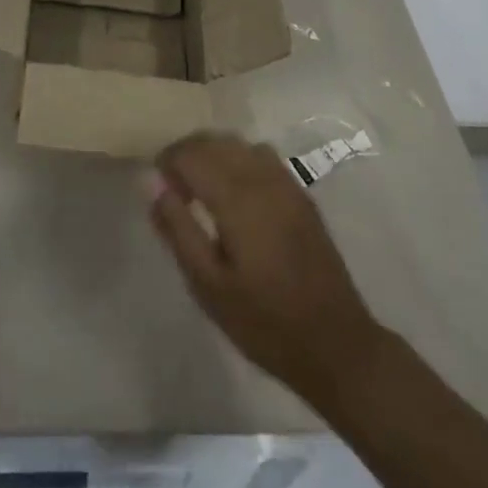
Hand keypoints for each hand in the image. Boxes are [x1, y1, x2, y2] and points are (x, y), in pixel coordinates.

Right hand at [147, 131, 381, 402]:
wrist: (336, 345)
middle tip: (173, 187)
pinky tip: (236, 193)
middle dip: (187, 154)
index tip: (157, 186)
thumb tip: (152, 184)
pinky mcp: (300, 193)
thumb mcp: (209, 286)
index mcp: (236, 198)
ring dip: (213, 153)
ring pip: (238, 144)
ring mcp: (285, 182)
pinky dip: (238, 159)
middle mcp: (261, 178)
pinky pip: (261, 155)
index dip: (167, 162)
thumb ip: (178, 229)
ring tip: (200, 187)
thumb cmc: (264, 322)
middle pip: (214, 141)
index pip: (191, 154)